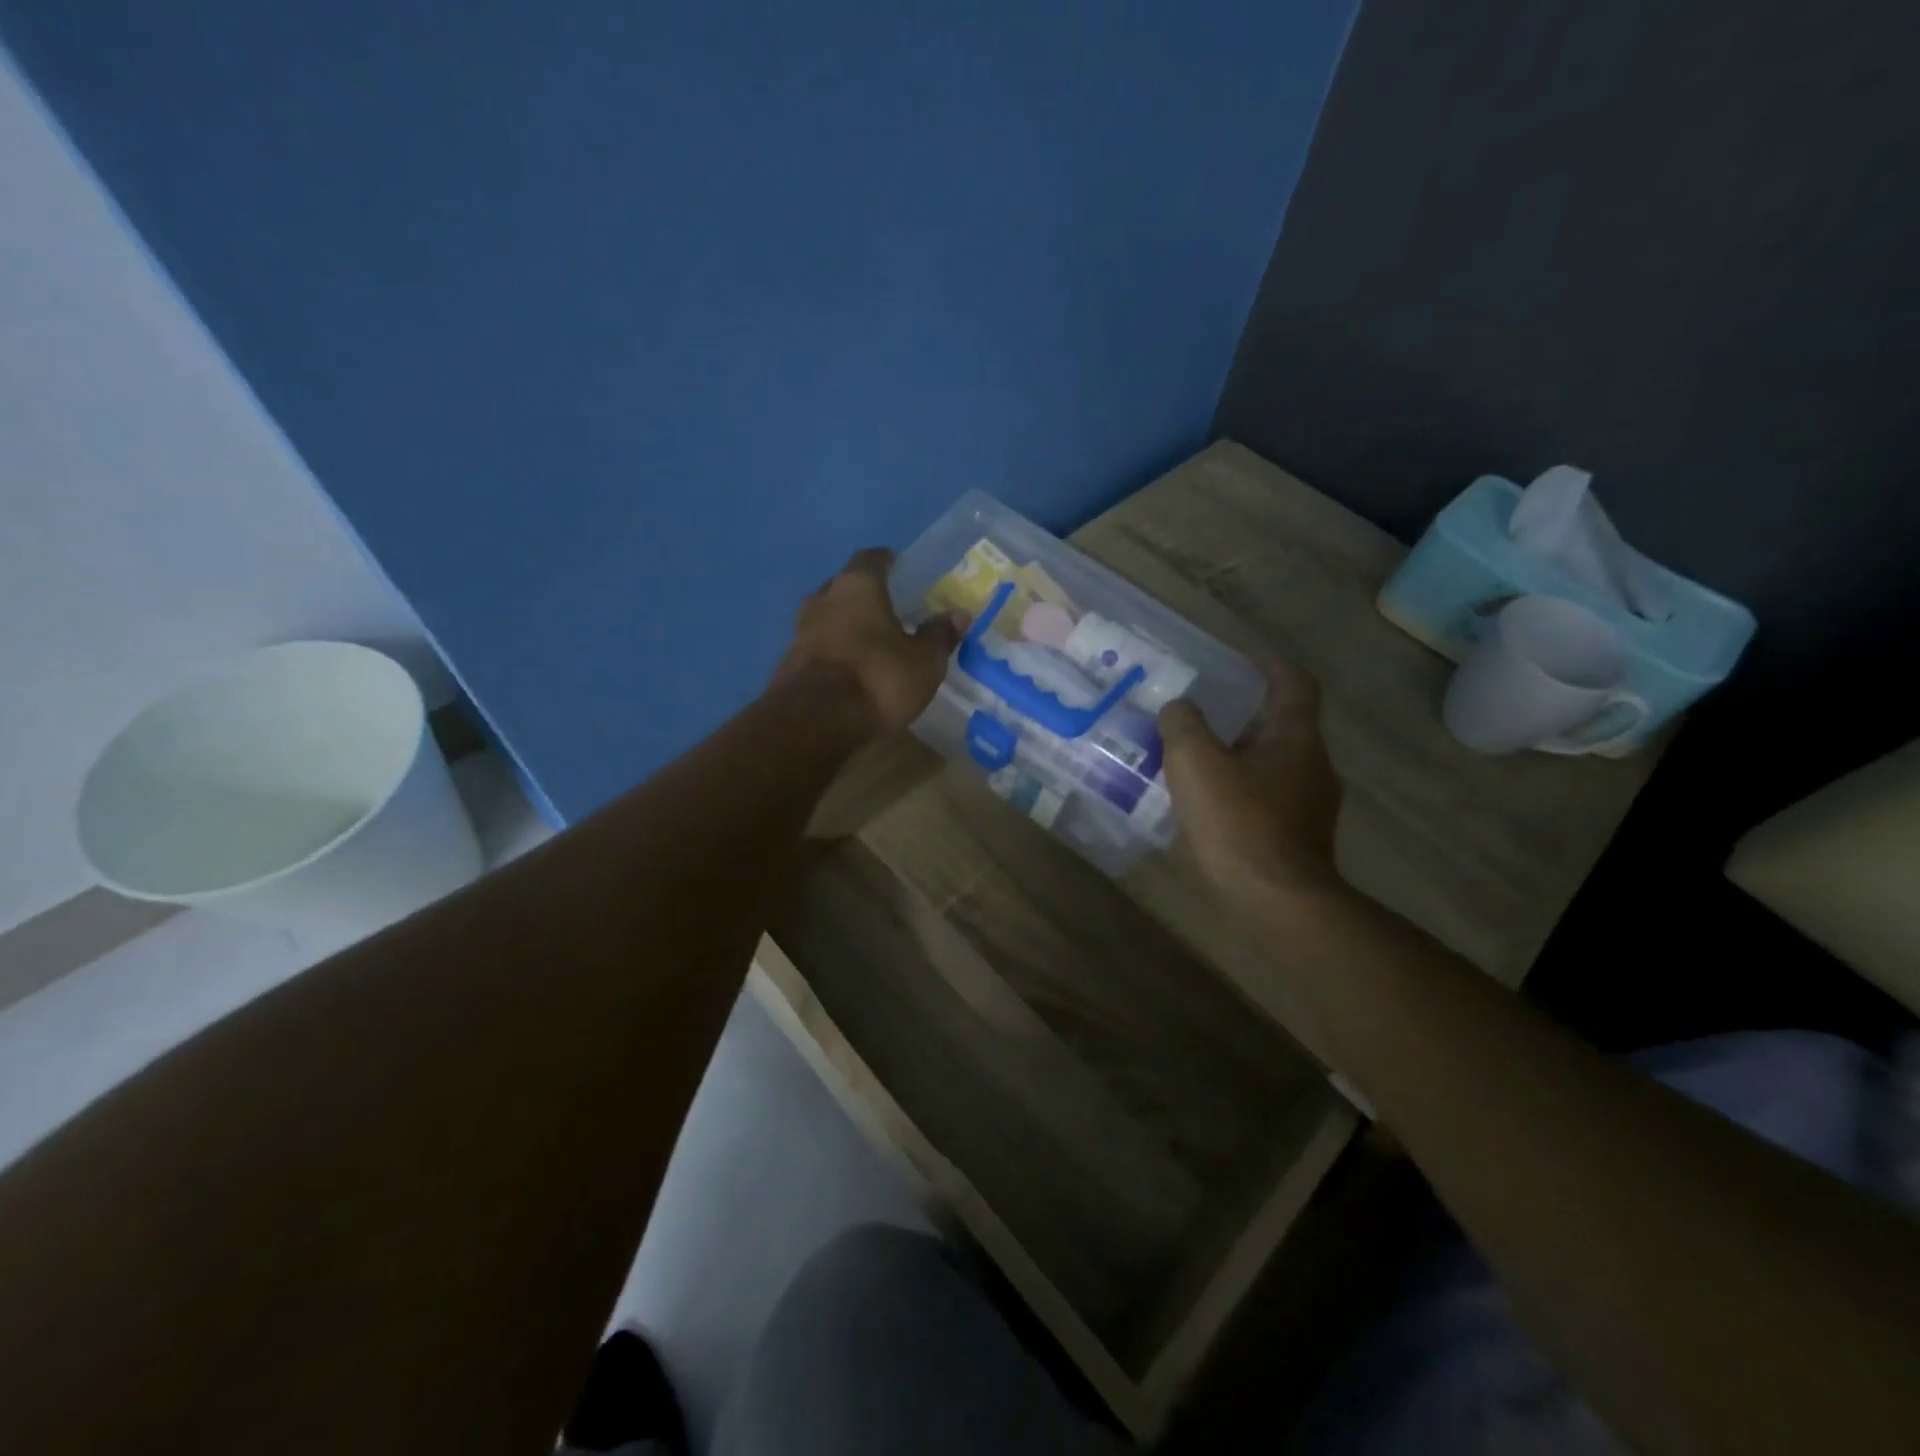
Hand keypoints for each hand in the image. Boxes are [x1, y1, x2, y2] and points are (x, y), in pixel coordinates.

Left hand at [773, 548, 966, 736]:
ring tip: (869, 640)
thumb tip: (958, 615)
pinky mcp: (789, 662)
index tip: (899, 568)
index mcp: (857, 586)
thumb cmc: (877, 679)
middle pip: (844, 586)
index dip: (886, 562)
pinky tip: (849, 667)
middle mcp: (823, 598)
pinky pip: (818, 646)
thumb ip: (939, 636)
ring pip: (827, 616)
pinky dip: (834, 651)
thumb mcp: (924, 662)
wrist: (814, 722)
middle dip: (864, 595)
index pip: (871, 559)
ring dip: (845, 624)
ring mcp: (800, 630)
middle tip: (888, 608)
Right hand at [1158, 660, 1344, 899]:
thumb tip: (1179, 709)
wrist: (1276, 903)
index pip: (1294, 683)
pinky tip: (1207, 810)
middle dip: (1242, 719)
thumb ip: (1183, 723)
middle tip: (1200, 718)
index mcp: (1295, 737)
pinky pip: (1267, 801)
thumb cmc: (1238, 822)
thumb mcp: (1194, 760)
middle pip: (1281, 727)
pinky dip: (1240, 795)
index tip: (1242, 661)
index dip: (1270, 666)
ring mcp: (1311, 807)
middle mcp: (1314, 766)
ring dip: (1238, 759)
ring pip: (1272, 767)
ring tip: (1195, 765)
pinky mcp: (1300, 840)